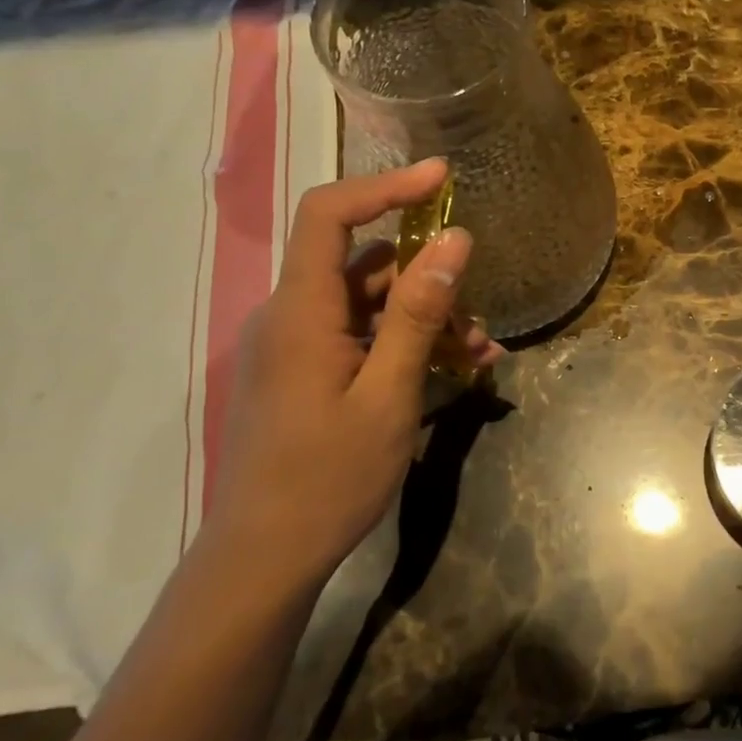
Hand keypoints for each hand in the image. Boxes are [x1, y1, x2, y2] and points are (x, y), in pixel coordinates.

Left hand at [200, 160, 498, 595]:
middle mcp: (291, 316)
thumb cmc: (327, 479)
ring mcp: (296, 346)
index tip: (442, 178)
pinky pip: (359, 338)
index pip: (330, 214)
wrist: (263, 561)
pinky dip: (404, 345)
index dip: (385, 186)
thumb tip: (454, 240)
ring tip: (478, 356)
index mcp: (300, 311)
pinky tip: (453, 372)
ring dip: (426, 320)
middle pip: (364, 266)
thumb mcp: (389, 394)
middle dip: (429, 282)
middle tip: (478, 322)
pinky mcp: (303, 373)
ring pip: (369, 306)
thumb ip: (419, 313)